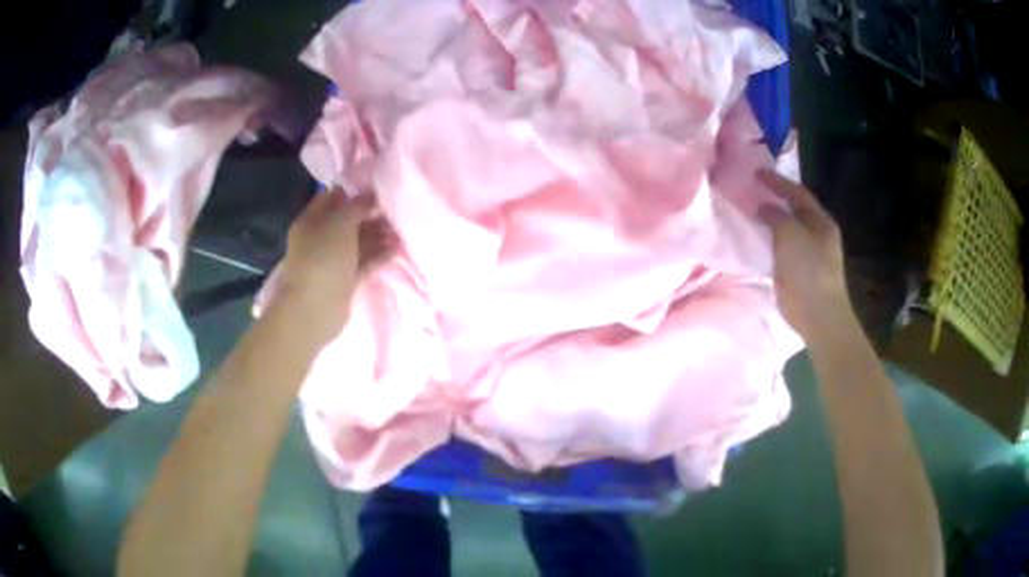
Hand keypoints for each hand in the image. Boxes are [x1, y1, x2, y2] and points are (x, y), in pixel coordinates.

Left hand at [258, 190, 394, 340]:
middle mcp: (321, 238)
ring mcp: (333, 260)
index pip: (333, 198)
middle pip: (349, 220)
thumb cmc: (322, 260)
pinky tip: (397, 249)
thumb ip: (356, 206)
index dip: (355, 191)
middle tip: (396, 210)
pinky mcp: (346, 280)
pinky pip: (364, 262)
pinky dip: (379, 256)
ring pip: (359, 242)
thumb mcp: (339, 224)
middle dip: (371, 215)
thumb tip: (370, 194)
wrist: (314, 310)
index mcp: (312, 221)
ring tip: (401, 231)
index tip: (379, 187)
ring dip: (379, 236)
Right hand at [757, 170, 849, 339]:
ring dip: (769, 221)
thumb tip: (763, 206)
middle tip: (750, 191)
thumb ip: (776, 215)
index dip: (778, 181)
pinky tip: (754, 240)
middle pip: (793, 210)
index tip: (755, 173)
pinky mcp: (798, 272)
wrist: (818, 315)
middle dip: (774, 200)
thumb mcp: (791, 235)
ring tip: (748, 212)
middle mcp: (817, 234)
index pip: (798, 193)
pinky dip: (768, 241)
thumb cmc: (808, 271)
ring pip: (786, 230)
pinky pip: (780, 249)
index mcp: (821, 222)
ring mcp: (809, 254)